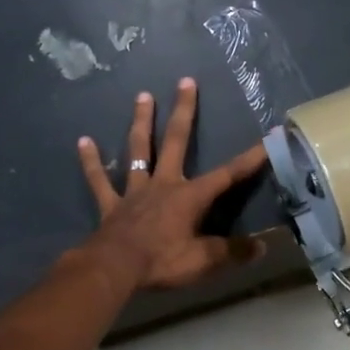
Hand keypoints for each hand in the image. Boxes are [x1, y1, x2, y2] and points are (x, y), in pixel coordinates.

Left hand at [78, 78, 267, 289]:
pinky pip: (100, 180)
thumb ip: (233, 252)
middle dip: (184, 111)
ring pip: (139, 150)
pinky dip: (92, 161)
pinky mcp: (111, 205)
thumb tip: (262, 247)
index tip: (266, 138)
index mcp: (190, 196)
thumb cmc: (162, 261)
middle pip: (176, 141)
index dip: (249, 159)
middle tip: (185, 81)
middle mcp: (163, 184)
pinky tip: (83, 141)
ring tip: (143, 96)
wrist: (113, 269)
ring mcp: (134, 192)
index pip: (227, 174)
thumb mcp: (204, 261)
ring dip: (141, 122)